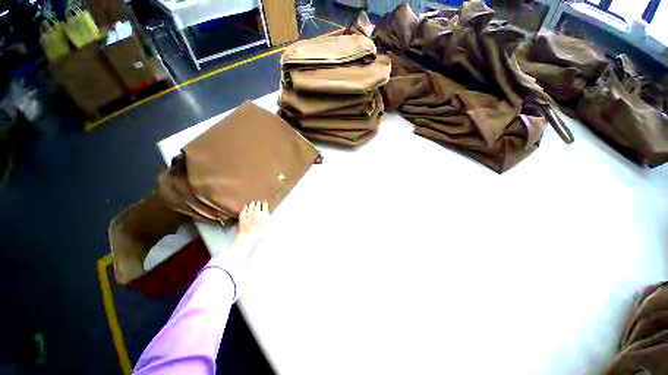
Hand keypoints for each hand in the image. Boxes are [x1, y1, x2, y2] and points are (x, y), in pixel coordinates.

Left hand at [234, 201, 269, 252]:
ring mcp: (248, 214)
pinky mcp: (242, 217)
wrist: (248, 239)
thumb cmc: (260, 234)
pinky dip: (245, 208)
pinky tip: (245, 207)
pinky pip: (243, 210)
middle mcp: (256, 212)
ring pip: (250, 206)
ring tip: (253, 203)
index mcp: (264, 214)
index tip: (265, 203)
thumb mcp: (269, 227)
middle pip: (258, 204)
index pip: (265, 205)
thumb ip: (269, 219)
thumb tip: (270, 214)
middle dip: (259, 203)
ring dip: (252, 204)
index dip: (265, 204)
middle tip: (259, 202)